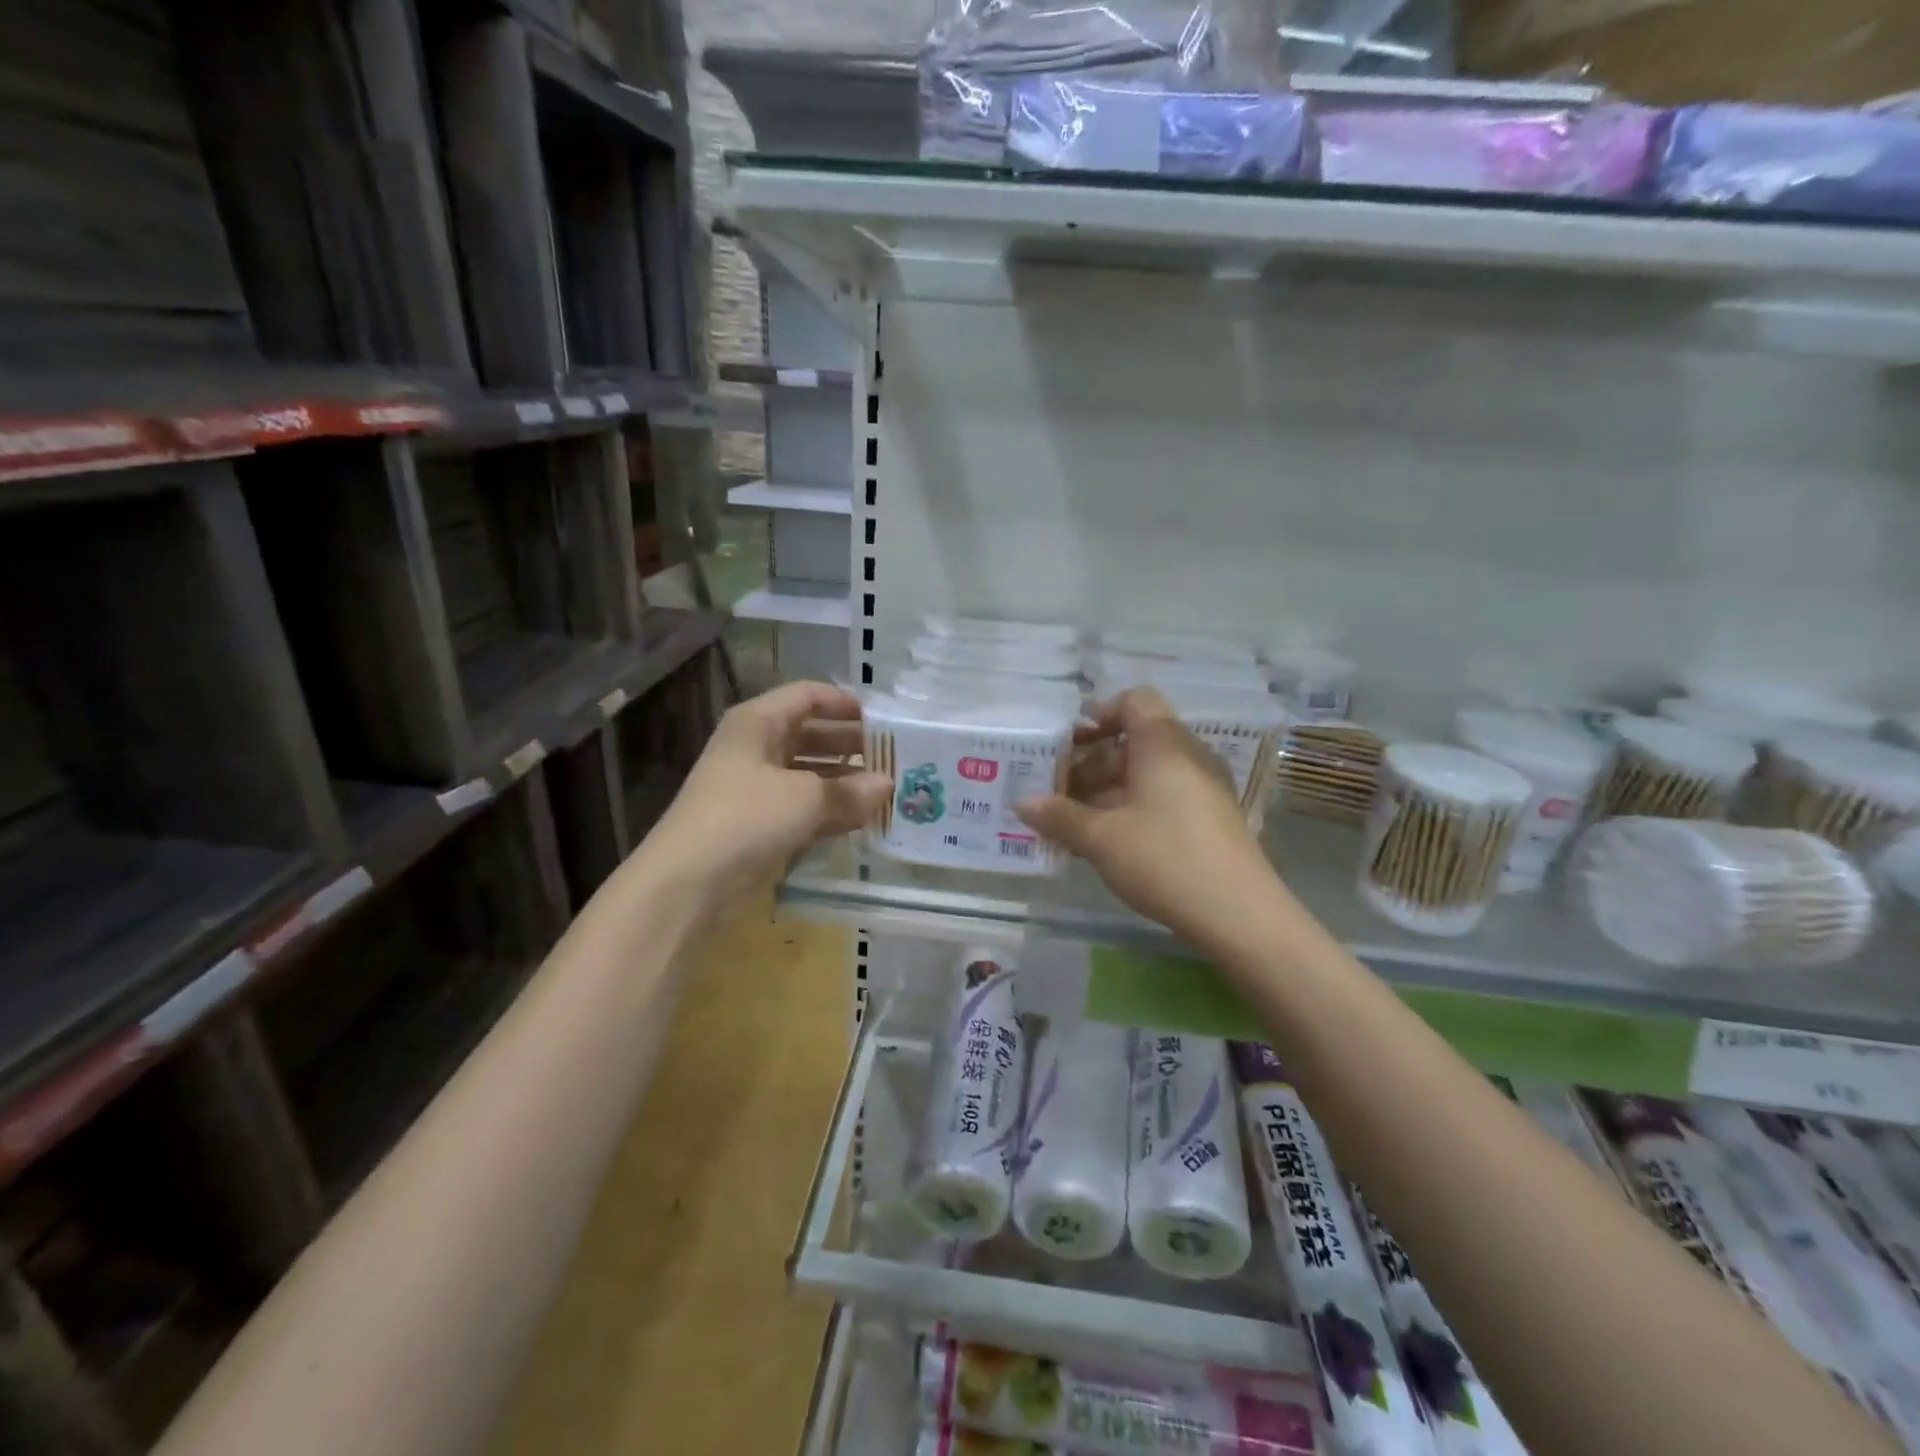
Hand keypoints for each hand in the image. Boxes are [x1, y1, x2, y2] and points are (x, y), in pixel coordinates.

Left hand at [643, 681, 888, 925]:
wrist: (688, 885)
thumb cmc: (746, 819)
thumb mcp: (806, 798)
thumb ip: (851, 790)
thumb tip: (887, 786)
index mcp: (758, 723)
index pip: (807, 696)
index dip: (845, 703)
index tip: (884, 718)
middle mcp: (756, 748)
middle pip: (811, 734)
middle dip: (851, 744)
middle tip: (894, 756)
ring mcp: (756, 789)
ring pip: (809, 773)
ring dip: (845, 780)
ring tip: (887, 788)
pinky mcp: (760, 825)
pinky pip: (804, 807)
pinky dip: (831, 810)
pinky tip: (864, 818)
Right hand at [1015, 689, 1280, 949]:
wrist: (1239, 914)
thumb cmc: (1164, 859)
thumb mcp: (1101, 838)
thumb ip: (1059, 816)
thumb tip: (1021, 802)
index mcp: (1162, 745)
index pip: (1134, 701)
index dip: (1099, 714)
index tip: (1069, 743)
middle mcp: (1187, 756)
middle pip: (1135, 739)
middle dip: (1092, 761)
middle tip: (1058, 790)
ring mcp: (1203, 788)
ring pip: (1147, 772)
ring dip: (1108, 789)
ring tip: (1073, 821)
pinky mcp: (1210, 818)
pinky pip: (1163, 796)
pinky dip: (1132, 807)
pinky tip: (1107, 841)